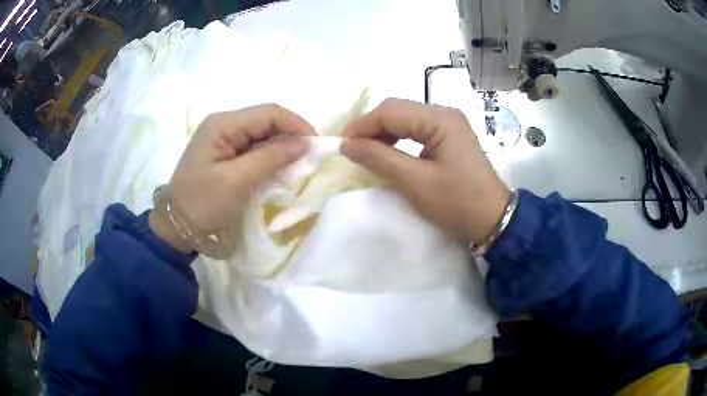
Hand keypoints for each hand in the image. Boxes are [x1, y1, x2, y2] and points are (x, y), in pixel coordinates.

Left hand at [149, 104, 312, 251]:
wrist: (177, 225)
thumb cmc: (203, 203)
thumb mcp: (237, 181)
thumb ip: (271, 158)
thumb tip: (304, 143)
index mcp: (222, 124)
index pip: (268, 113)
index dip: (295, 124)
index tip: (316, 145)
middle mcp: (223, 123)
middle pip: (265, 120)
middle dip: (289, 135)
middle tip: (308, 157)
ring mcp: (222, 137)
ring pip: (261, 133)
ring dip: (280, 146)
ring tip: (296, 164)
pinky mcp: (224, 151)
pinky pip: (252, 146)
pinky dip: (268, 156)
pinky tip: (277, 168)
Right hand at [341, 98, 509, 244]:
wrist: (492, 220)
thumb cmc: (457, 202)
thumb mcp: (415, 182)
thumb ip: (380, 158)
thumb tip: (346, 145)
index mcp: (440, 119)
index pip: (390, 111)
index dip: (362, 126)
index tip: (341, 146)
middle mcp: (444, 113)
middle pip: (397, 110)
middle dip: (371, 127)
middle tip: (351, 149)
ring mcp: (448, 124)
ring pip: (405, 119)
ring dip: (383, 133)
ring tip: (366, 152)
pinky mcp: (448, 136)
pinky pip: (415, 130)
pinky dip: (397, 139)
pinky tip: (388, 152)